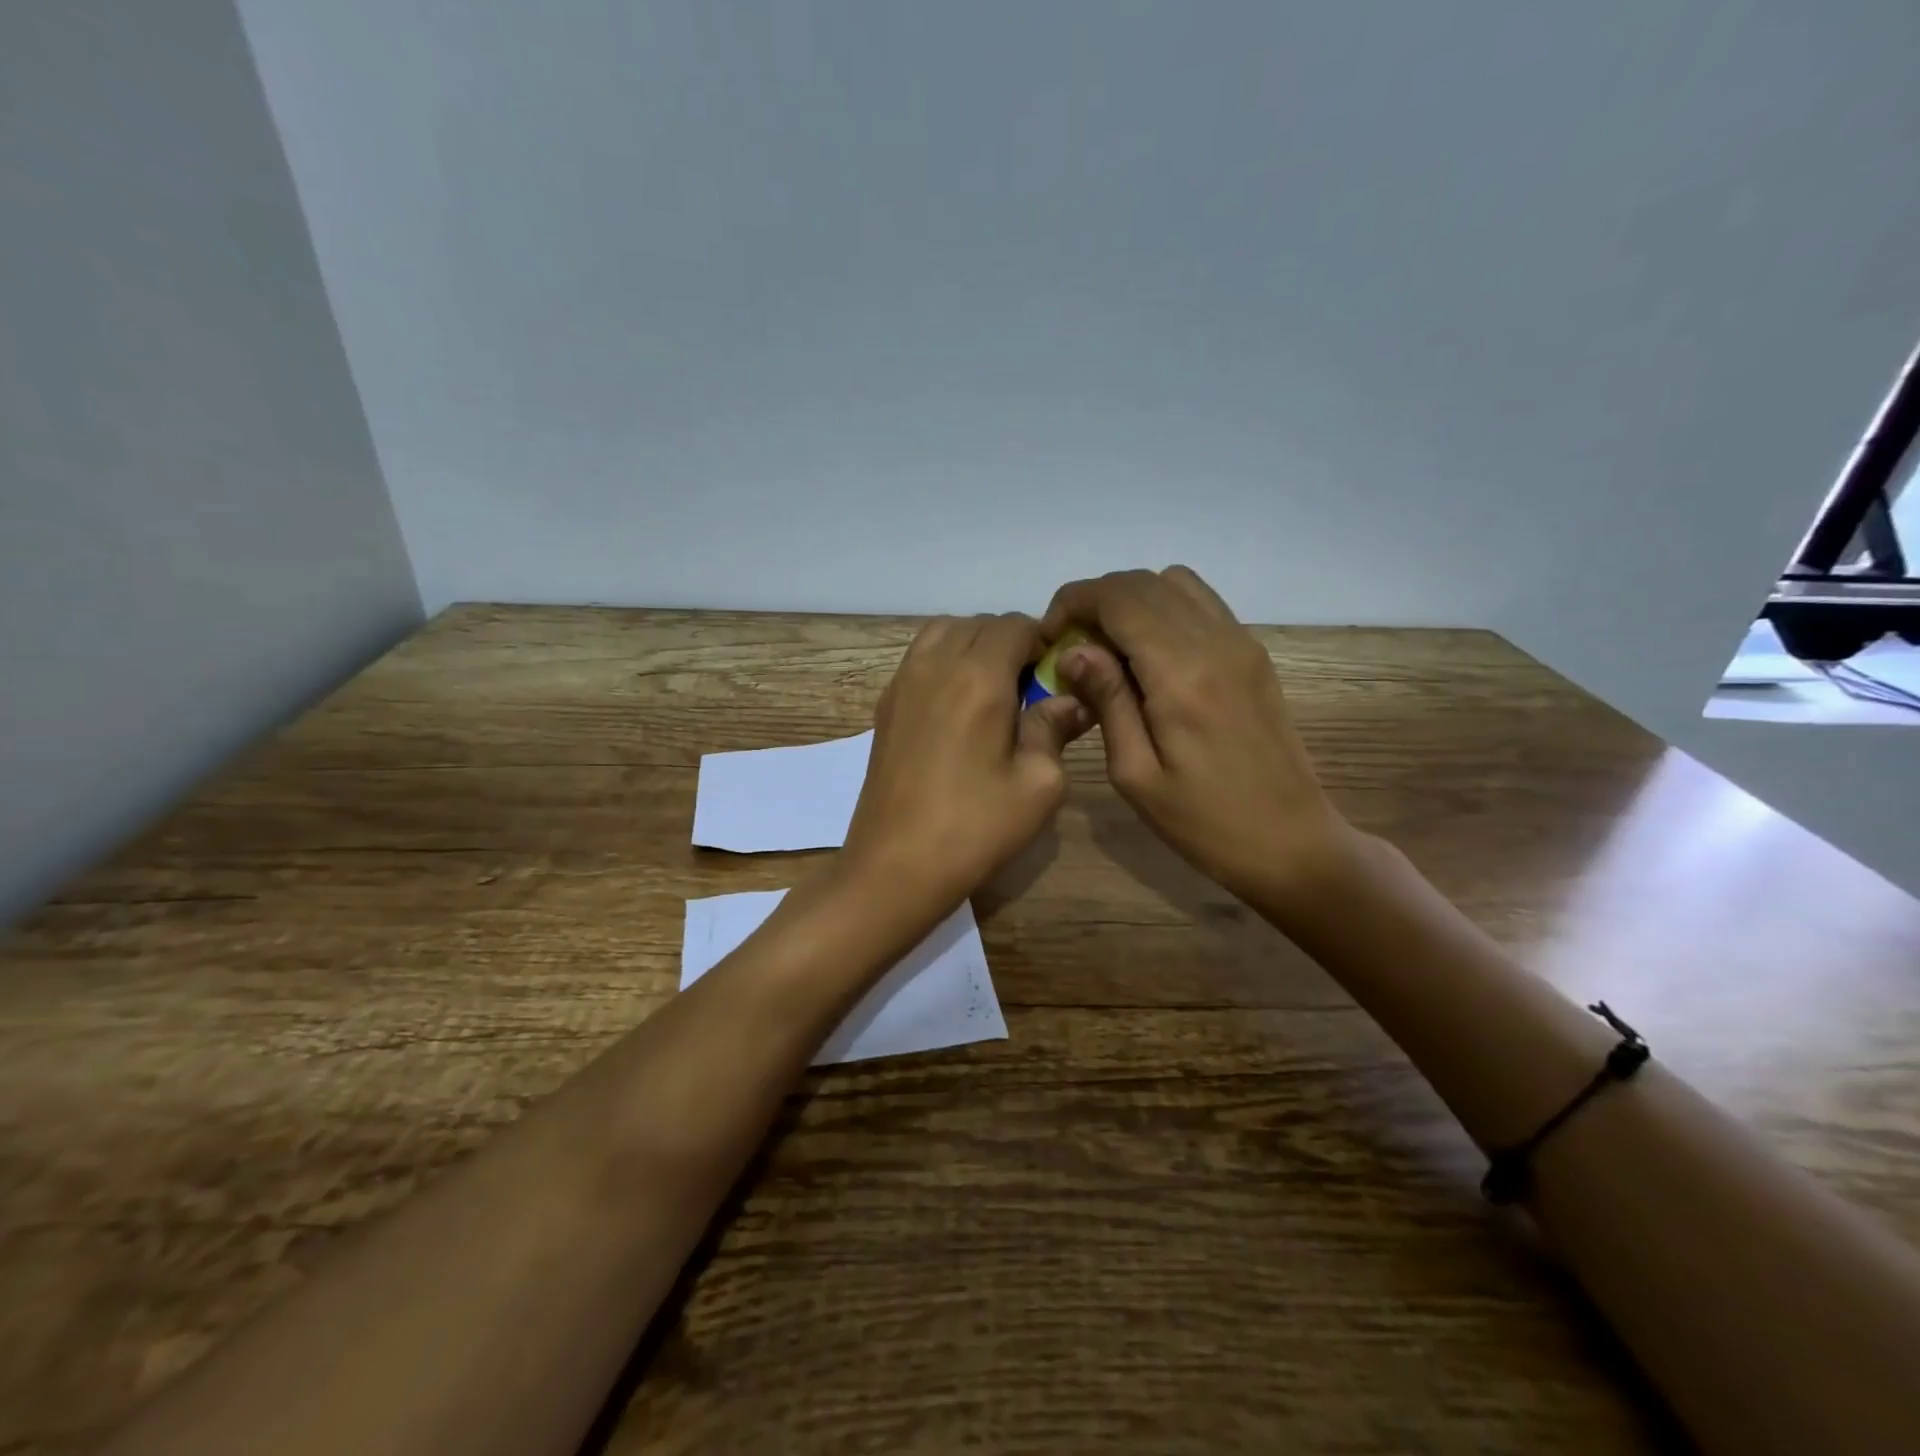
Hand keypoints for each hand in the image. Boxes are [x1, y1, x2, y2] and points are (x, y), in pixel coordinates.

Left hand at [842, 613, 1089, 916]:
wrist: (896, 865)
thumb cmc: (976, 827)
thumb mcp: (1039, 784)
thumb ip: (1055, 728)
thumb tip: (1071, 700)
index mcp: (978, 677)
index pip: (1015, 625)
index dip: (1042, 641)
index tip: (1056, 674)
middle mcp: (935, 665)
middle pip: (978, 624)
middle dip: (1009, 642)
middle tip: (1028, 686)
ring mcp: (902, 682)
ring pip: (942, 632)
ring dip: (973, 644)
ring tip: (992, 689)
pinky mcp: (885, 705)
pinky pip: (918, 657)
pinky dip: (943, 660)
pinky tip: (957, 706)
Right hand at [1040, 567, 1347, 911]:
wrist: (1290, 840)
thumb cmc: (1203, 821)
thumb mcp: (1135, 774)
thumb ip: (1107, 701)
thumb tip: (1074, 651)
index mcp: (1180, 673)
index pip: (1118, 598)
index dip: (1074, 602)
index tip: (1049, 636)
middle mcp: (1215, 641)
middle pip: (1143, 582)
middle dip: (1096, 600)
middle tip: (1071, 645)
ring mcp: (1241, 642)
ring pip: (1174, 582)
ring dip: (1131, 600)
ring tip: (1109, 646)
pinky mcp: (1253, 653)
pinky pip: (1201, 603)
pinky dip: (1164, 609)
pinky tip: (1149, 654)